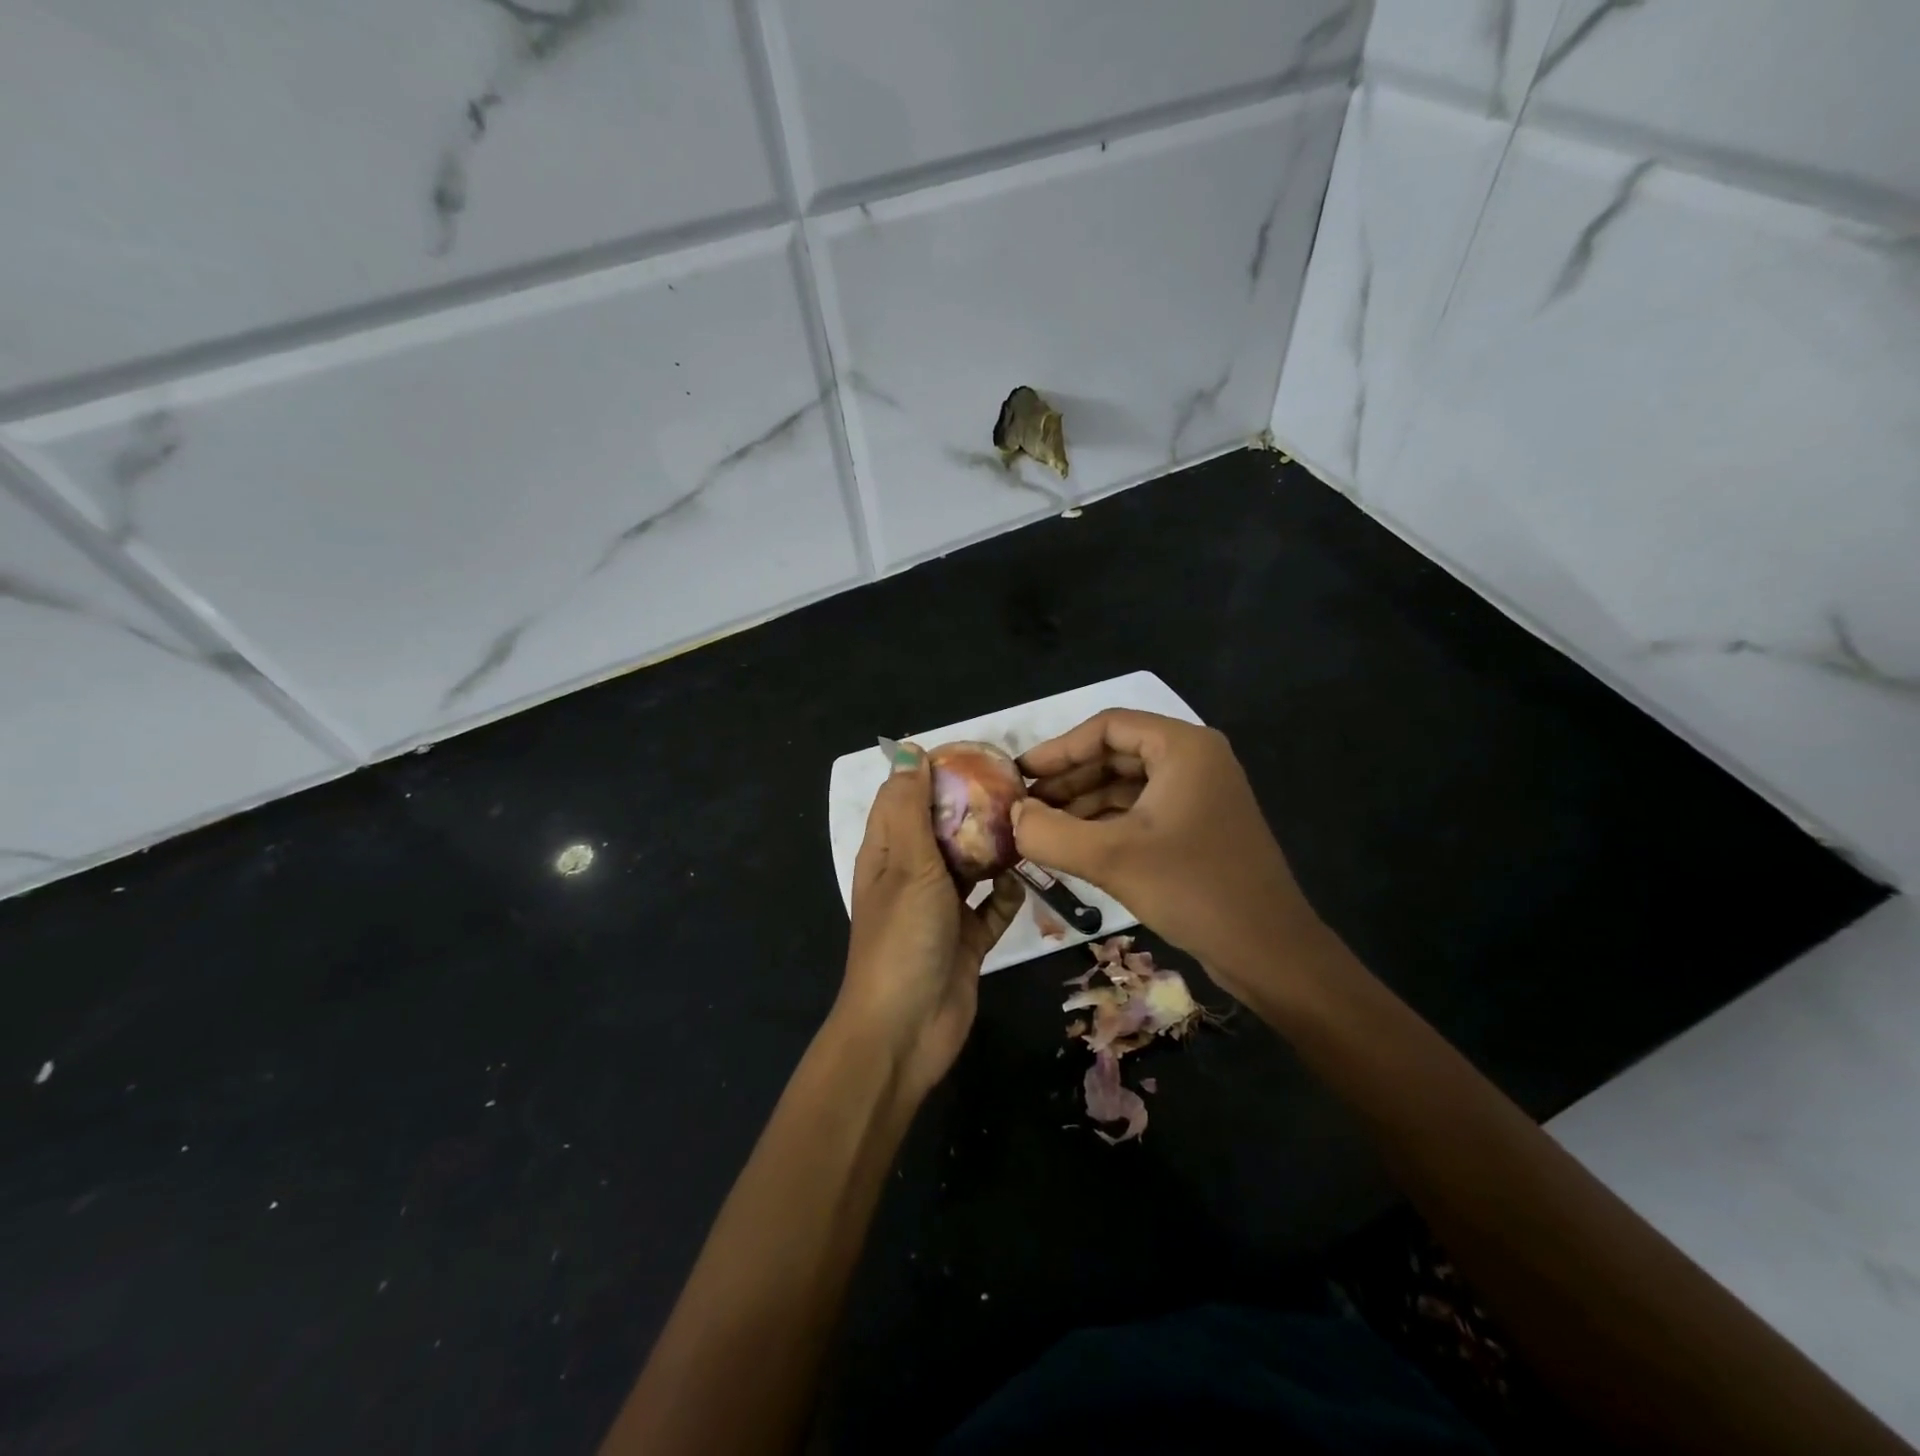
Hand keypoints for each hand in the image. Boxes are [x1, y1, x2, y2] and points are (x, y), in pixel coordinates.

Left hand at [836, 743, 1023, 1100]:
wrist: (907, 1030)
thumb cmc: (902, 938)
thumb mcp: (907, 864)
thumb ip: (911, 808)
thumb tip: (908, 749)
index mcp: (888, 852)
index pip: (907, 794)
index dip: (935, 770)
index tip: (978, 754)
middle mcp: (913, 874)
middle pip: (944, 827)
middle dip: (975, 808)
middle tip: (1018, 787)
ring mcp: (941, 908)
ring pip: (972, 865)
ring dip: (995, 849)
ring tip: (1032, 824)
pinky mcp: (968, 938)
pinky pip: (993, 907)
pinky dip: (1006, 896)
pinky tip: (1023, 883)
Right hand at [1013, 710, 1324, 1002]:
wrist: (1270, 951)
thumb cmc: (1194, 889)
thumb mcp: (1111, 858)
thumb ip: (1050, 833)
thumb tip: (1011, 816)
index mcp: (1183, 748)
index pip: (1107, 727)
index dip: (1059, 748)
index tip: (1020, 774)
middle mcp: (1194, 761)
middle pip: (1116, 754)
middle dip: (1068, 778)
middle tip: (1024, 804)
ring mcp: (1199, 795)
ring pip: (1127, 785)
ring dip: (1083, 803)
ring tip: (1039, 827)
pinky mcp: (1198, 828)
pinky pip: (1141, 811)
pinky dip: (1105, 823)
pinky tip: (1073, 845)